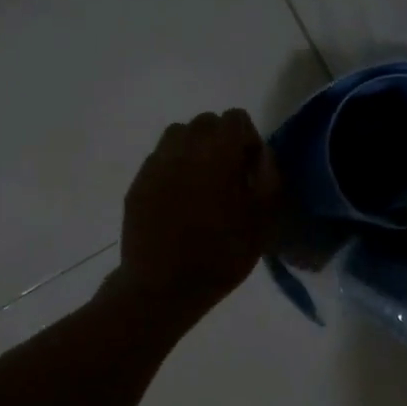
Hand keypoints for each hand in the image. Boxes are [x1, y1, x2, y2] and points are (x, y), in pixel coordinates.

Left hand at [111, 109, 280, 324]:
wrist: (163, 287)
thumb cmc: (221, 255)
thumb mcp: (263, 221)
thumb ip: (268, 178)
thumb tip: (261, 155)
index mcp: (218, 153)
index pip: (235, 118)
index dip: (248, 140)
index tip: (250, 169)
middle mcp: (183, 148)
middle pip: (206, 123)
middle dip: (220, 141)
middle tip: (228, 176)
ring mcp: (156, 164)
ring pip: (178, 135)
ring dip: (194, 149)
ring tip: (201, 184)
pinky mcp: (138, 183)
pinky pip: (159, 159)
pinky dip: (173, 168)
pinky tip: (179, 200)